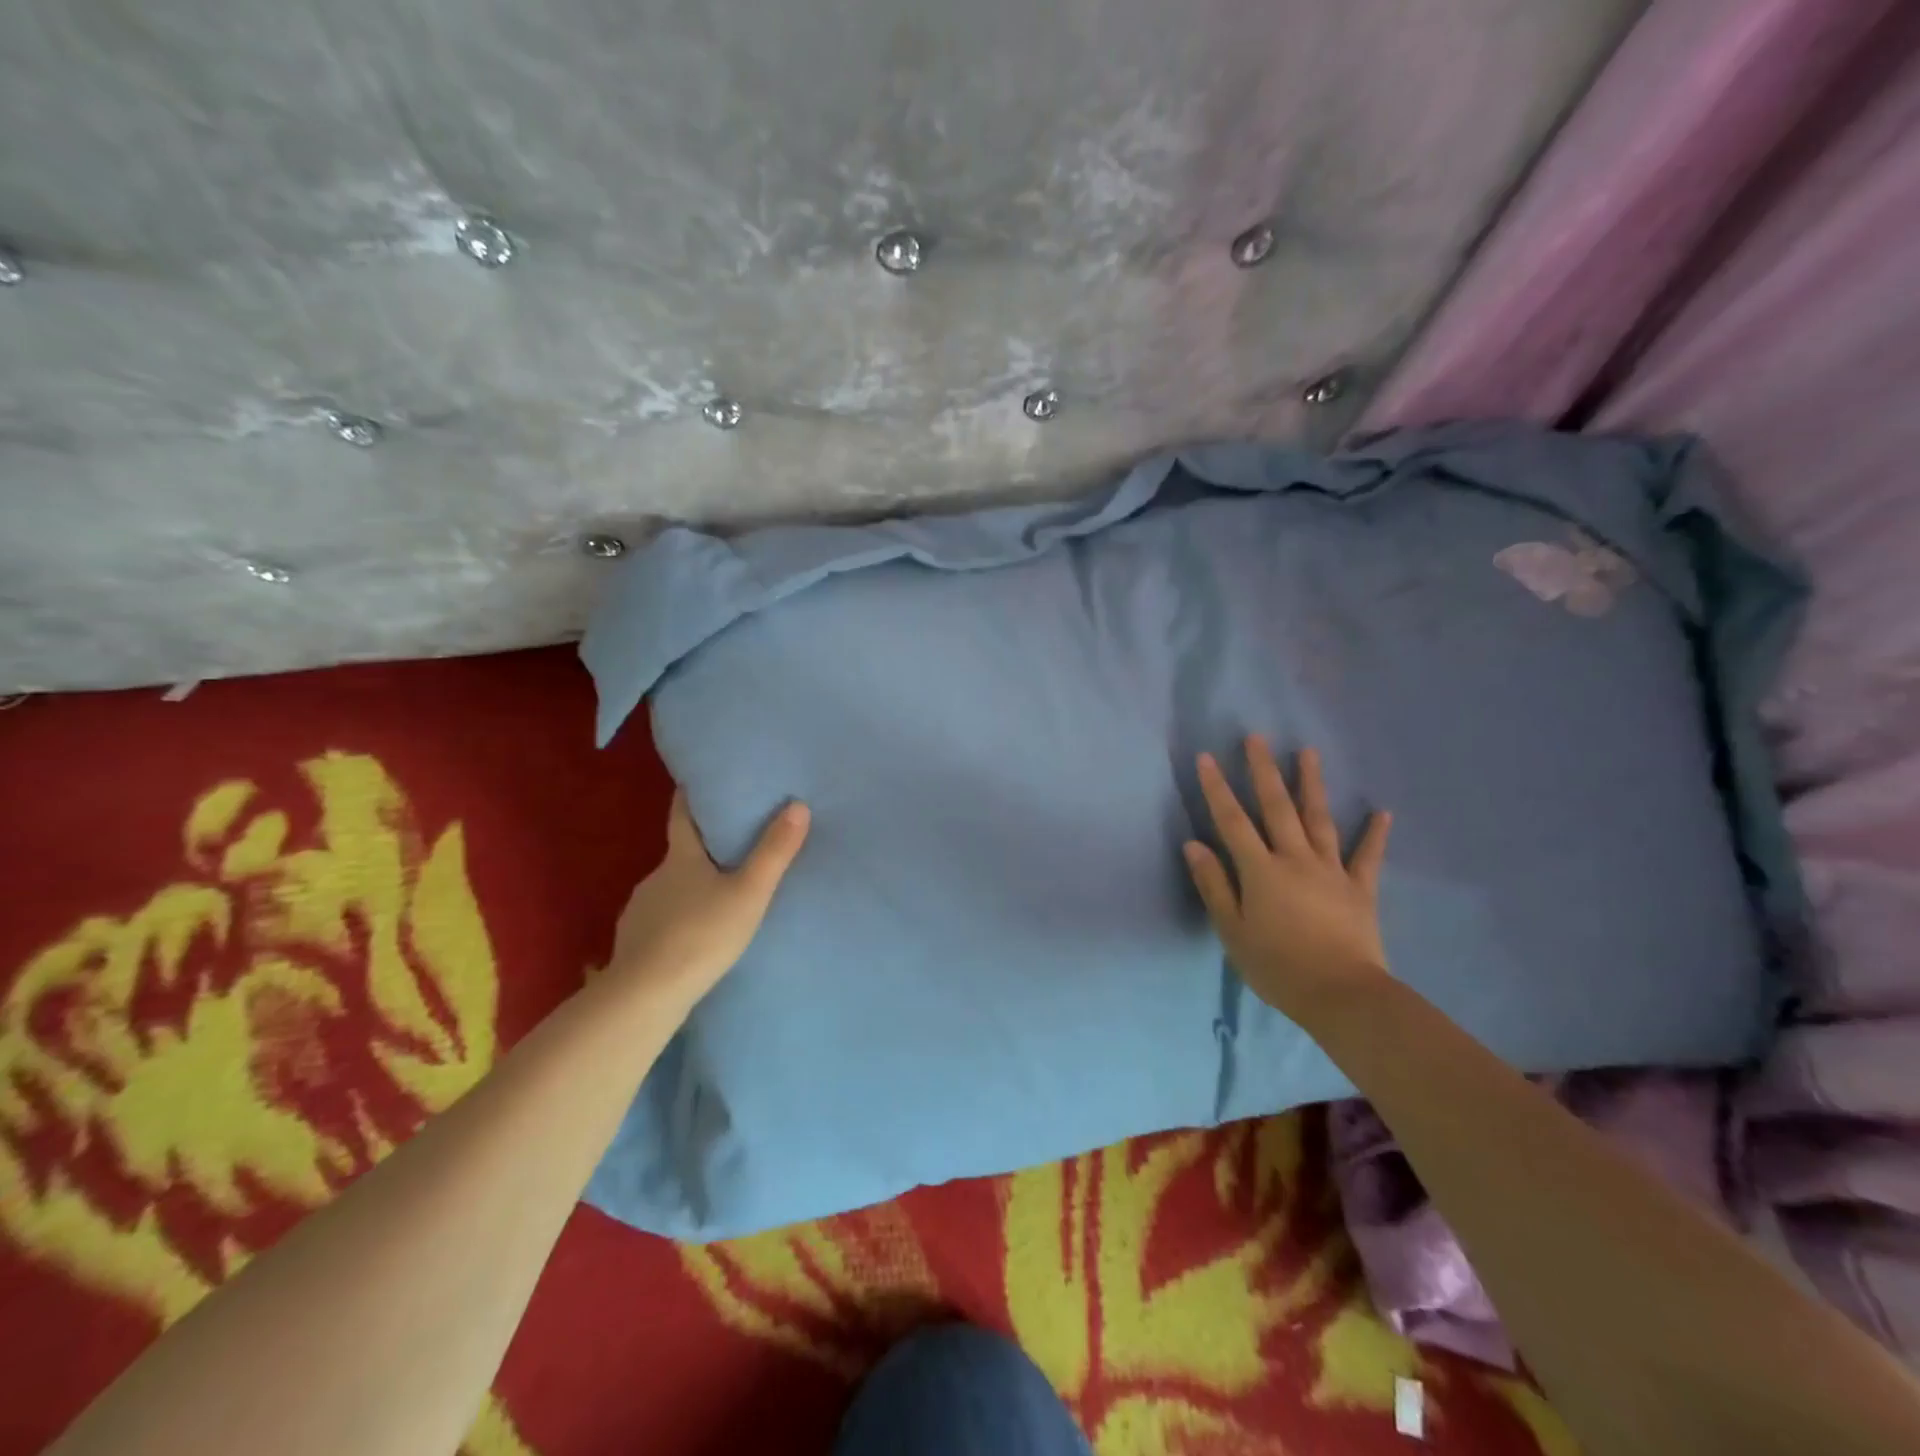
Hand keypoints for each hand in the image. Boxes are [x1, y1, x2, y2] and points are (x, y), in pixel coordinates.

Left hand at [607, 791, 809, 1008]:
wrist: (646, 993)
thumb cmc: (702, 934)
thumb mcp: (749, 893)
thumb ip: (774, 852)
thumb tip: (798, 805)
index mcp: (681, 859)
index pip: (682, 817)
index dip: (688, 797)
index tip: (694, 781)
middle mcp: (656, 877)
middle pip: (679, 854)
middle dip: (700, 850)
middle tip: (729, 849)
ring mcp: (640, 910)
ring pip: (670, 890)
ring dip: (689, 889)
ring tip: (715, 899)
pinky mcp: (633, 942)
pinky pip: (659, 921)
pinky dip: (675, 921)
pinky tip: (691, 937)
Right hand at [1184, 738, 1392, 1019]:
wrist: (1342, 996)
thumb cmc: (1277, 966)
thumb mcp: (1232, 931)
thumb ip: (1214, 885)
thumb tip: (1194, 844)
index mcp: (1261, 870)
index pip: (1232, 822)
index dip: (1217, 789)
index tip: (1206, 758)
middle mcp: (1295, 859)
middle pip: (1277, 807)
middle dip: (1264, 770)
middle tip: (1257, 737)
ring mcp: (1331, 871)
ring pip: (1319, 819)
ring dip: (1312, 784)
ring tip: (1309, 752)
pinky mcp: (1360, 889)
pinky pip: (1367, 856)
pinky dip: (1375, 834)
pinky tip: (1383, 812)